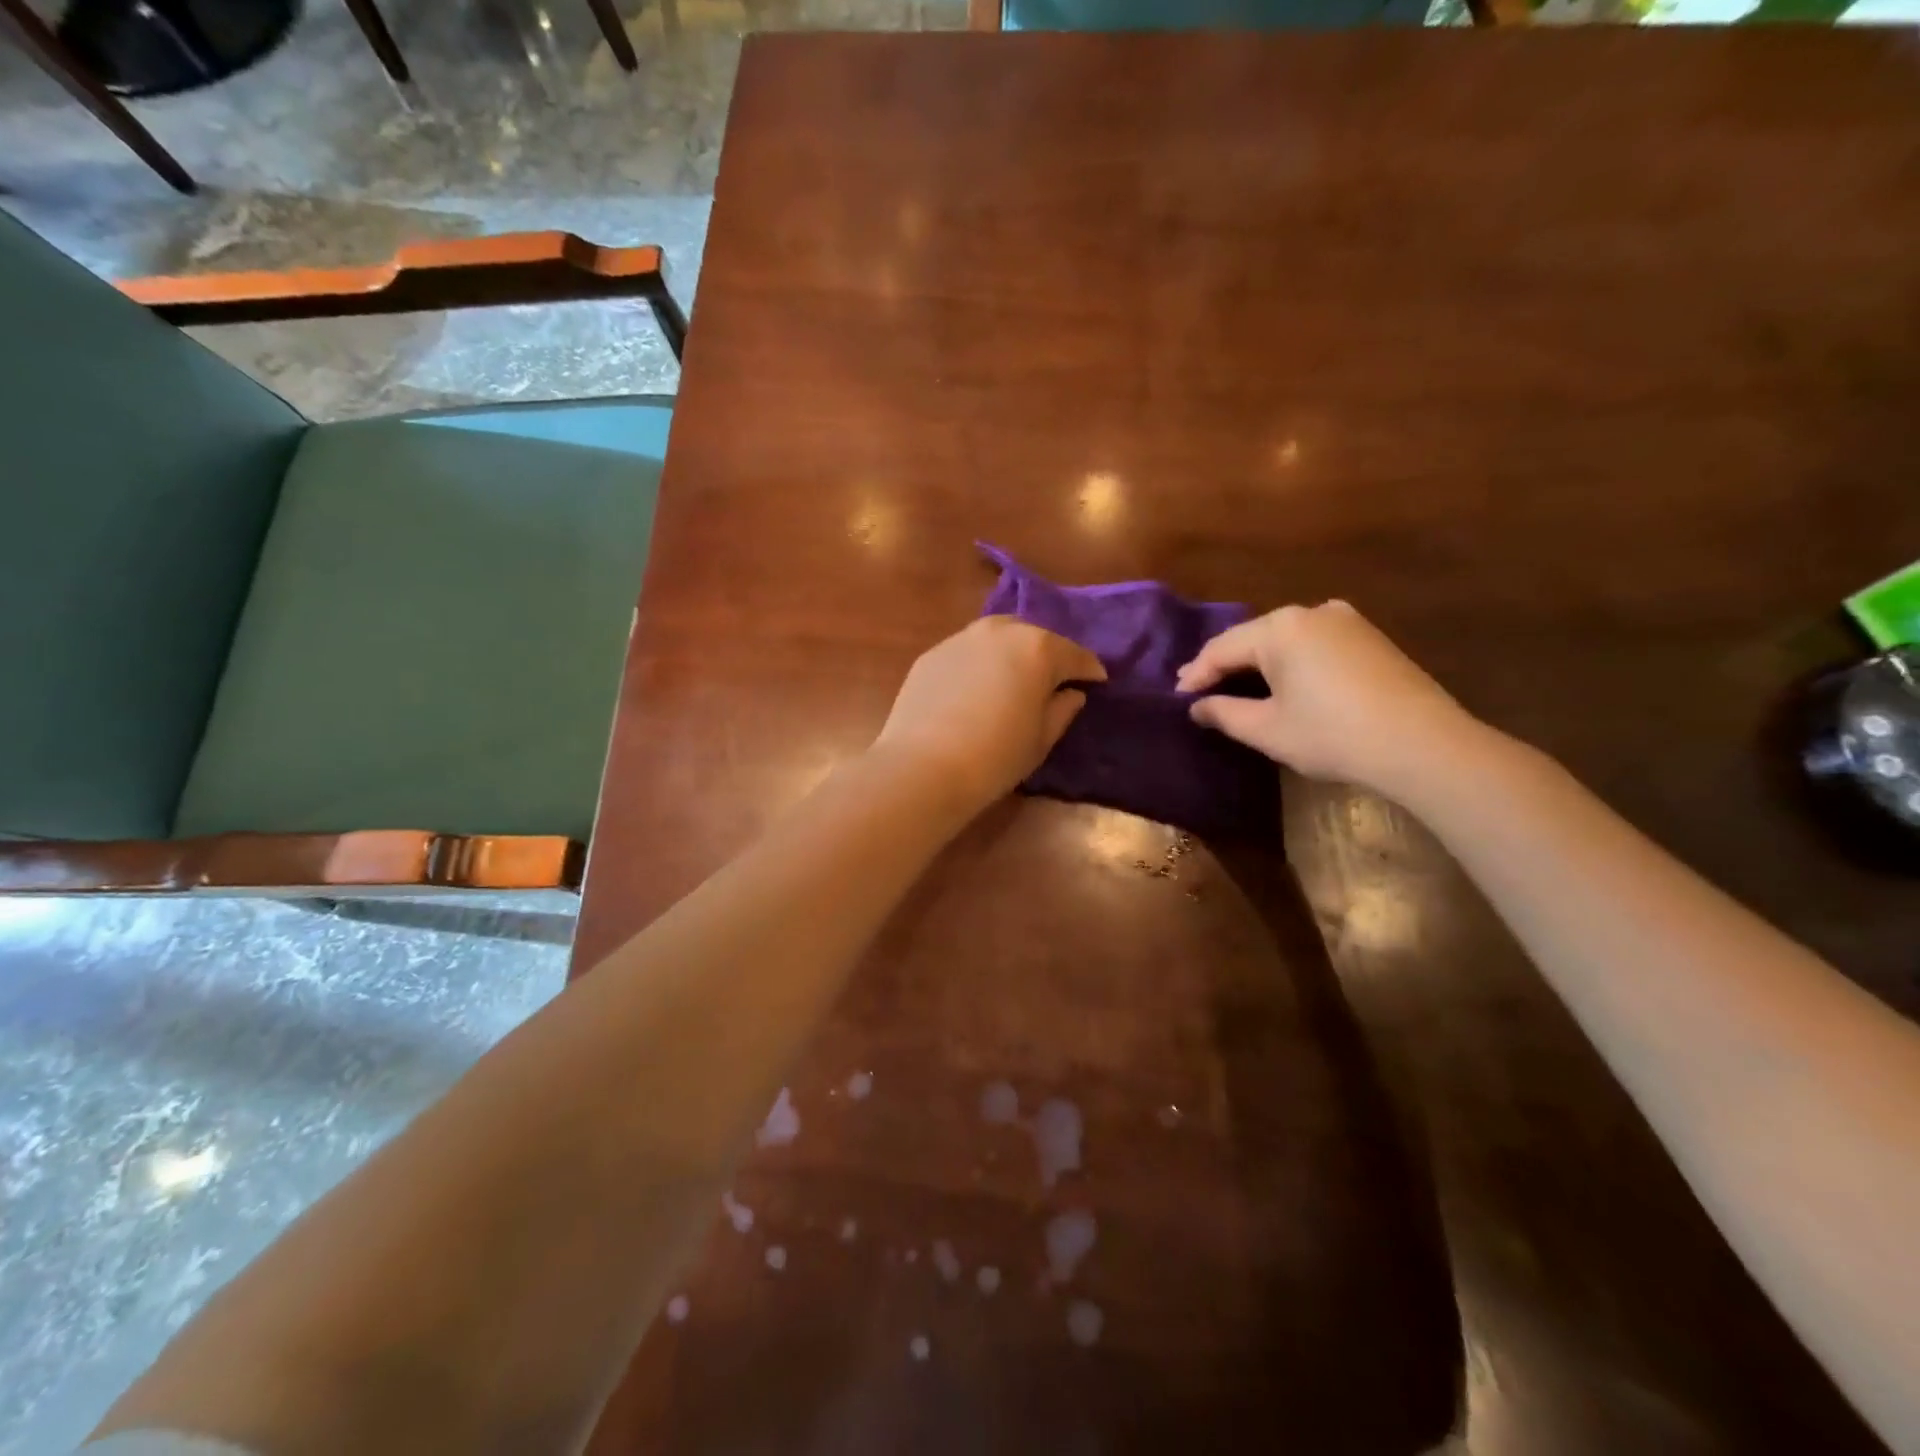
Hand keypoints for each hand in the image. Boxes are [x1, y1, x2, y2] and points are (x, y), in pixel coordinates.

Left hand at [873, 617, 1105, 813]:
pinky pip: (966, 653)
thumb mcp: (1041, 739)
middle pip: (1035, 637)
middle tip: (1053, 680)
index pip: (1075, 655)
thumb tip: (1071, 693)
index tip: (1097, 681)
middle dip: (1048, 655)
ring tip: (1013, 678)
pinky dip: (979, 664)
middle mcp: (1001, 632)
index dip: (1089, 670)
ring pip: (997, 637)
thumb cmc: (995, 757)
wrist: (923, 767)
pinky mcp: (931, 655)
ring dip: (1011, 653)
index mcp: (1039, 649)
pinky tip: (976, 688)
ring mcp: (961, 639)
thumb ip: (1062, 709)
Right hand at [1175, 601, 1479, 798]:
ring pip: (1284, 639)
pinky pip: (1313, 644)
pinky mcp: (1369, 638)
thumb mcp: (1267, 729)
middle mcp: (1311, 612)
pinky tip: (1283, 681)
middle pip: (1252, 638)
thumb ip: (1223, 713)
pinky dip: (1290, 662)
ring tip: (1235, 686)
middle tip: (1199, 690)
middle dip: (1225, 665)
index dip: (1196, 675)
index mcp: (1280, 628)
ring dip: (1257, 662)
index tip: (1178, 698)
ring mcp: (1346, 621)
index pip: (1222, 648)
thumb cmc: (1332, 735)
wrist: (1422, 745)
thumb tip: (1196, 706)